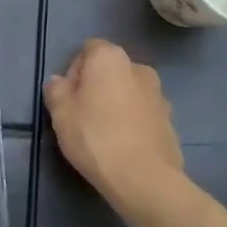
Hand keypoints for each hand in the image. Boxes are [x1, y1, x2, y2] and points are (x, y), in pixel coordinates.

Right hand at [44, 40, 191, 225]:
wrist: (144, 177)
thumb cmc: (95, 137)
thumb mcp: (61, 113)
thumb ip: (56, 90)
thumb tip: (60, 82)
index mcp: (110, 58)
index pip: (88, 49)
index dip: (75, 70)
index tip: (69, 97)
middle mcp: (138, 67)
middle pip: (111, 69)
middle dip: (97, 85)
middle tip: (83, 115)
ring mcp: (159, 93)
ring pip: (129, 91)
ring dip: (117, 102)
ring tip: (105, 133)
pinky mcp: (170, 119)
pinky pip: (144, 112)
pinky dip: (134, 120)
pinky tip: (124, 145)